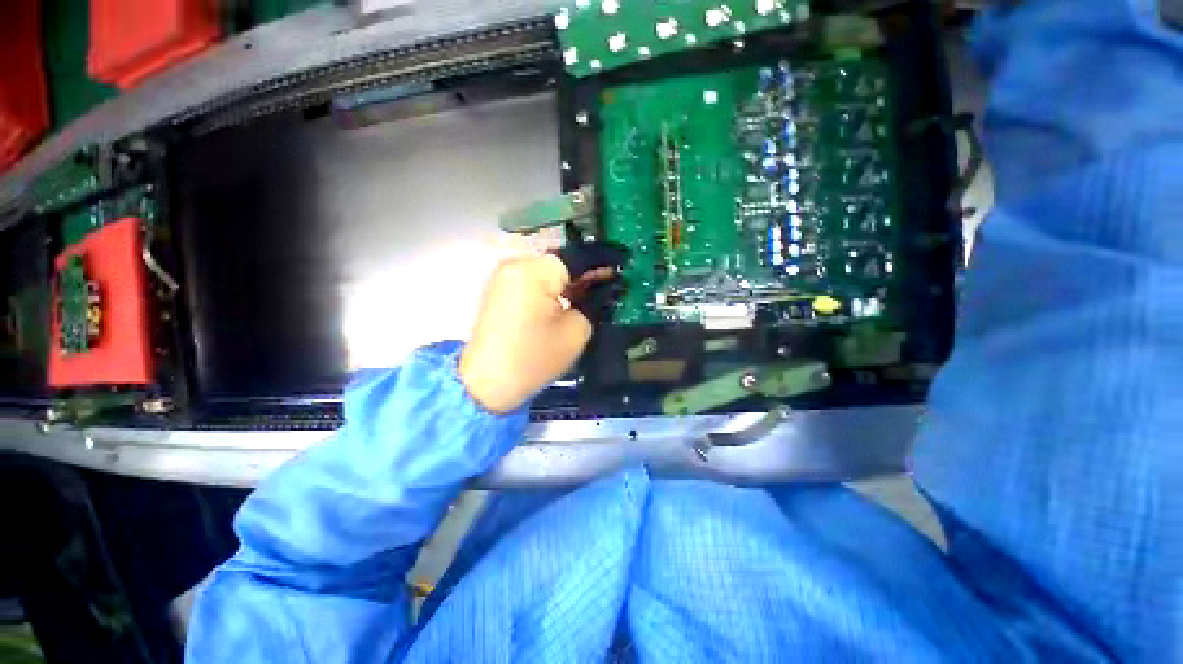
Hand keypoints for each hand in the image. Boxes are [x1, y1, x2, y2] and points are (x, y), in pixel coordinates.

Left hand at [459, 242, 625, 413]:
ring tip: (594, 292)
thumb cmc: (534, 359)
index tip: (623, 263)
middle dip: (586, 273)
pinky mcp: (501, 290)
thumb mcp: (575, 332)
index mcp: (534, 271)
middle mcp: (516, 265)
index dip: (603, 261)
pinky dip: (553, 288)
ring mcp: (505, 277)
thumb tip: (605, 287)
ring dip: (570, 281)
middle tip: (611, 283)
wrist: (487, 384)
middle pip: (561, 262)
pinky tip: (569, 299)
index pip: (577, 257)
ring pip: (547, 272)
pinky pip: (534, 281)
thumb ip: (594, 303)